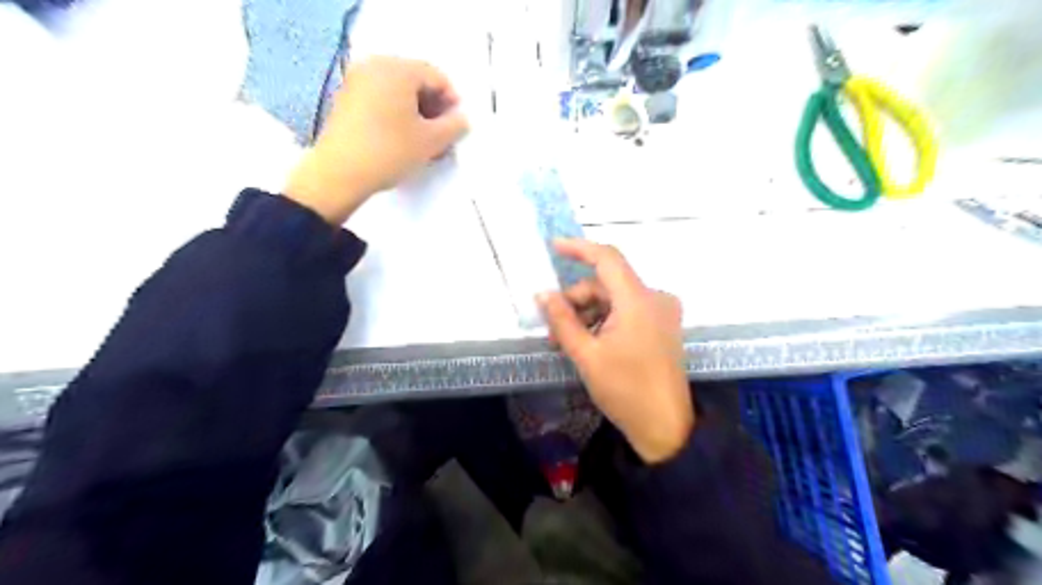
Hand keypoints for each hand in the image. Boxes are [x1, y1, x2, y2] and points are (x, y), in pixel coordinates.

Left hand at [282, 54, 464, 223]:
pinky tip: (403, 139)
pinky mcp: (346, 100)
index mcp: (397, 69)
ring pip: (398, 92)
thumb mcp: (431, 141)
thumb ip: (454, 126)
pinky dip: (397, 115)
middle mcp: (374, 66)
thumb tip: (462, 119)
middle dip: (433, 108)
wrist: (340, 173)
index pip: (437, 77)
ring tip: (424, 142)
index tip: (457, 127)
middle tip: (442, 136)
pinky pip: (381, 99)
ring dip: (416, 113)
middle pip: (416, 81)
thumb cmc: (390, 151)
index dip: (452, 102)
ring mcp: (356, 81)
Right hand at [537, 241, 688, 462]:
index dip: (579, 248)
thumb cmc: (625, 390)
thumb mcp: (586, 355)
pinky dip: (604, 321)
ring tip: (566, 343)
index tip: (553, 247)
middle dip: (576, 301)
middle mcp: (655, 298)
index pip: (607, 258)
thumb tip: (543, 295)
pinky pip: (627, 311)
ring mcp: (662, 313)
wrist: (666, 427)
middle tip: (552, 329)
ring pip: (614, 299)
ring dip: (588, 314)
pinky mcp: (662, 327)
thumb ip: (562, 320)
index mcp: (638, 300)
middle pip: (606, 284)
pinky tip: (589, 343)